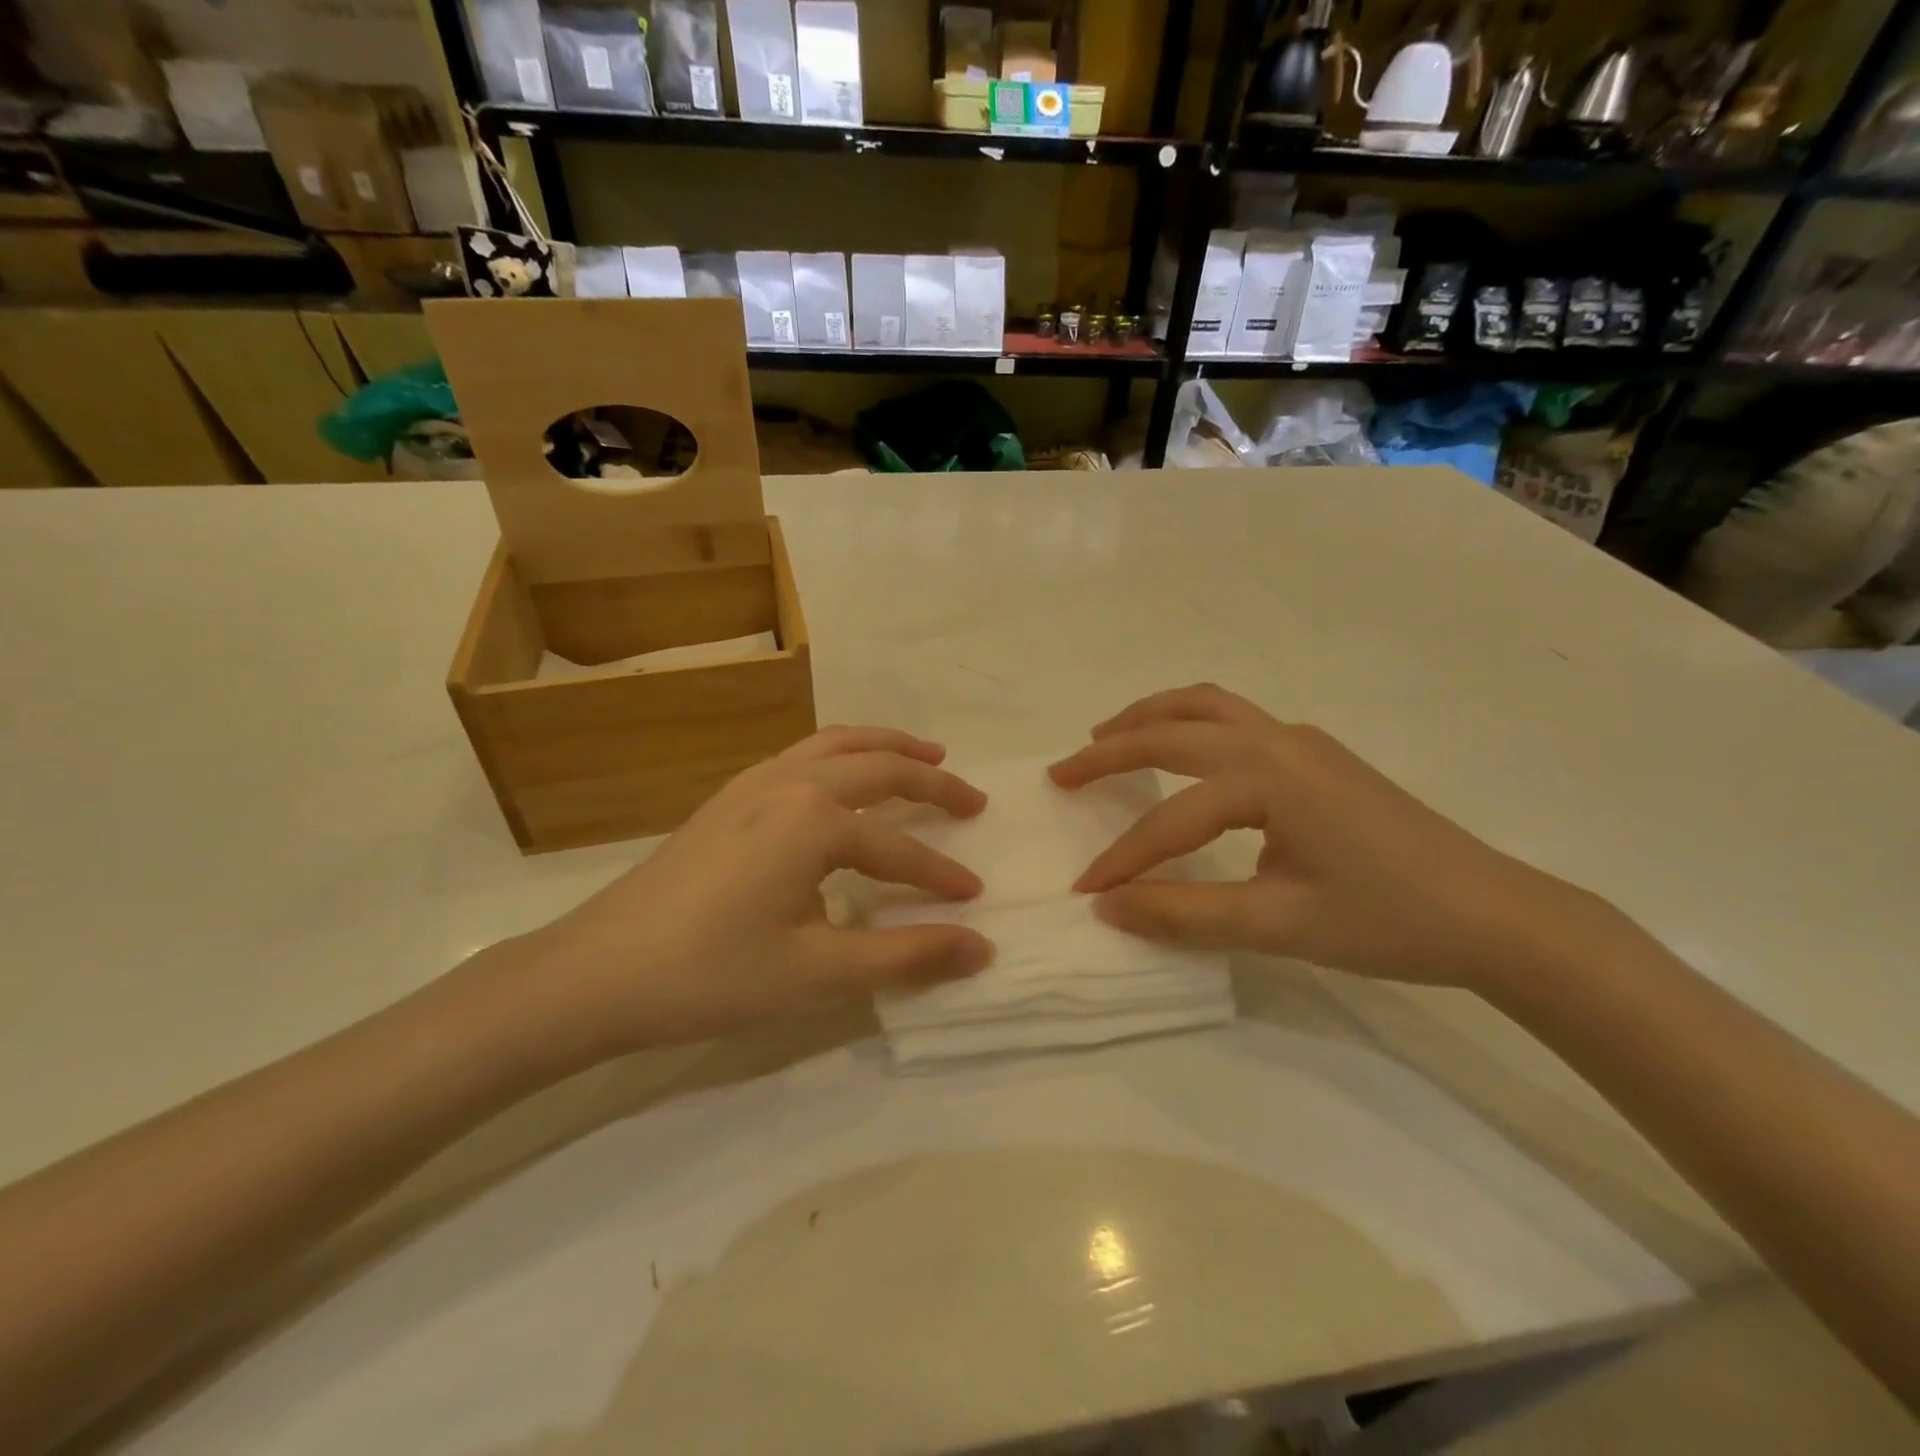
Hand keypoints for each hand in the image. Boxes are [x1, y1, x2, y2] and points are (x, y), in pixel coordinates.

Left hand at [513, 727, 994, 1054]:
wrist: (594, 974)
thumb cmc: (709, 975)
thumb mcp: (817, 974)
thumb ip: (905, 956)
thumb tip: (980, 947)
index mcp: (813, 820)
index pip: (897, 846)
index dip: (940, 874)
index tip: (975, 899)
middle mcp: (788, 783)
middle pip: (877, 766)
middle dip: (931, 782)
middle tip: (972, 799)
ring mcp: (751, 784)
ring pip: (835, 745)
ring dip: (886, 747)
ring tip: (925, 757)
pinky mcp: (726, 799)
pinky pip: (801, 755)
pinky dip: (842, 753)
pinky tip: (842, 779)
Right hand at [1049, 685, 1624, 992]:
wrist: (1497, 915)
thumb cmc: (1390, 920)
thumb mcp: (1278, 925)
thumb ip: (1185, 914)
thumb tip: (1109, 906)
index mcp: (1268, 776)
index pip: (1171, 817)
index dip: (1122, 858)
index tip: (1084, 890)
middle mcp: (1278, 740)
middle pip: (1173, 730)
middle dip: (1110, 750)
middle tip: (1063, 773)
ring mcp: (1302, 741)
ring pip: (1206, 706)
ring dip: (1149, 718)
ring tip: (1105, 737)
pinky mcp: (1317, 755)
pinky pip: (1233, 719)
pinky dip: (1188, 724)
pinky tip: (1181, 754)